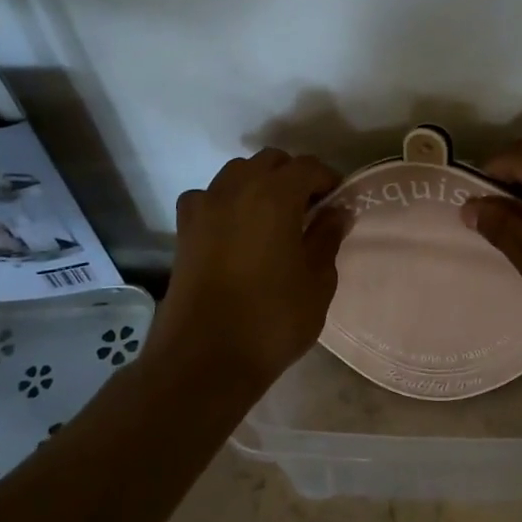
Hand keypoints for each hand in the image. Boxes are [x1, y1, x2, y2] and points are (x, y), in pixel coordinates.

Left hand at [156, 148, 348, 386]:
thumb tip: (337, 211)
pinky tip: (234, 228)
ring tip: (273, 217)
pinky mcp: (184, 229)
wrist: (204, 359)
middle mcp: (237, 188)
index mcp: (275, 195)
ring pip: (237, 173)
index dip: (328, 179)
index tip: (338, 202)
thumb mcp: (317, 281)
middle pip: (270, 161)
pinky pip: (208, 197)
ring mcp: (205, 206)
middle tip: (309, 209)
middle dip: (293, 176)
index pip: (308, 167)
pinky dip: (225, 201)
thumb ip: (327, 238)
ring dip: (259, 183)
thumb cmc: (272, 319)